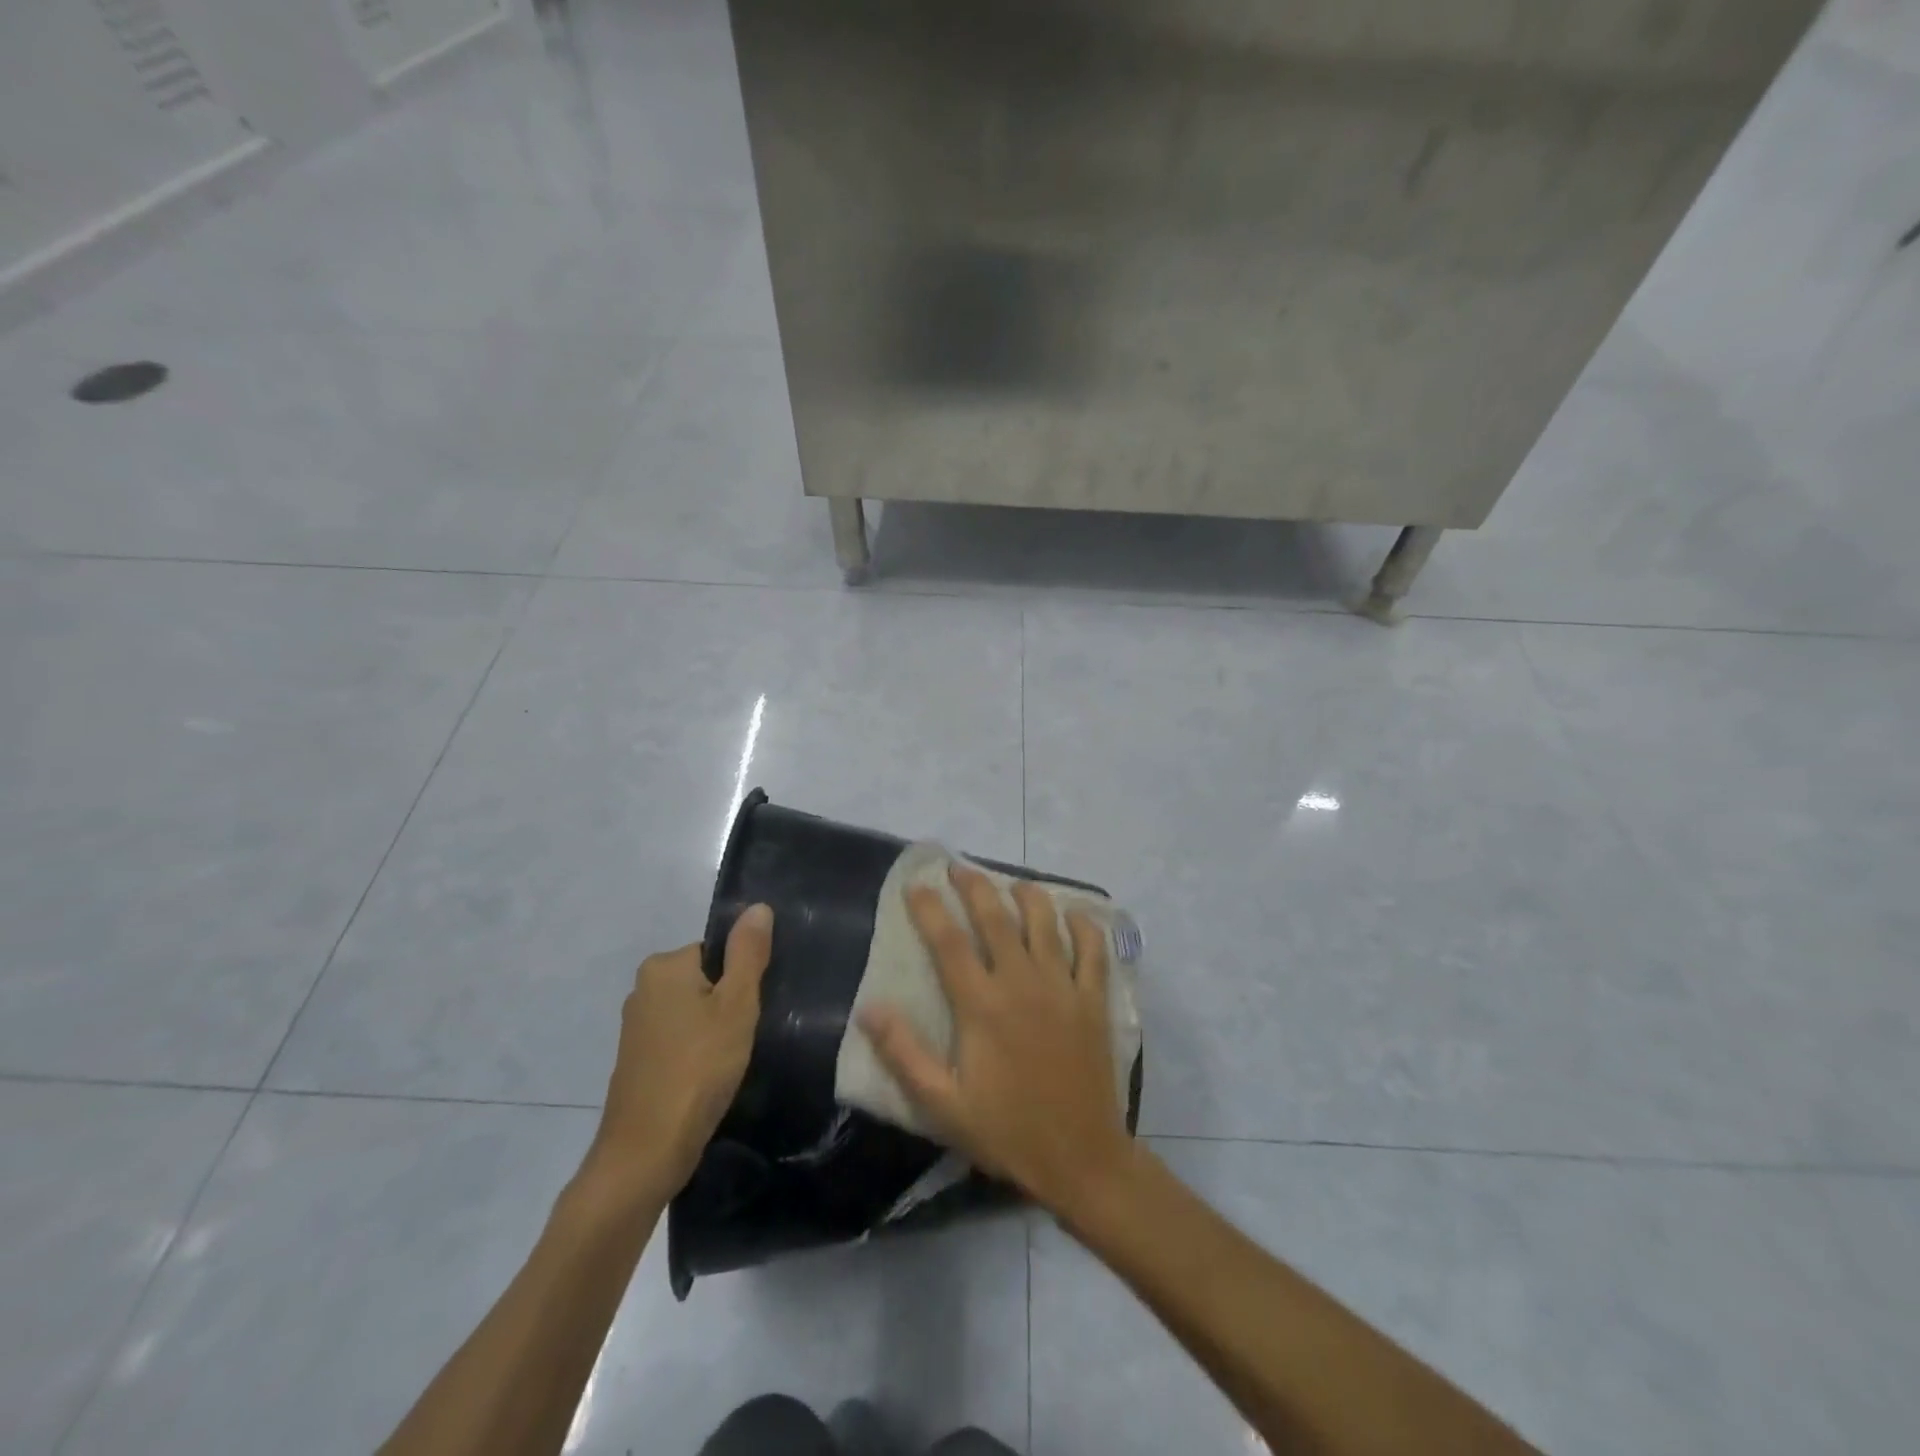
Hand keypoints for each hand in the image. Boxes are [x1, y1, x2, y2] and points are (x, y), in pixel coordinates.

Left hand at [583, 905, 772, 1203]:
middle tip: (744, 1036)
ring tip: (730, 1060)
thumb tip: (758, 907)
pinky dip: (697, 1052)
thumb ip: (748, 953)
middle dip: (728, 1005)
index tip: (751, 1011)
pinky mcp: (637, 1060)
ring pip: (693, 1012)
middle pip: (705, 980)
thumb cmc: (698, 1069)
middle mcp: (643, 988)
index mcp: (663, 966)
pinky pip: (679, 1039)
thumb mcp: (736, 1006)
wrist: (646, 1152)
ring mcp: (636, 1027)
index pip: (718, 952)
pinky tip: (710, 1077)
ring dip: (714, 1031)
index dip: (741, 979)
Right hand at [858, 866, 1133, 1217]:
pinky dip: (1084, 925)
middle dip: (974, 886)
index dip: (928, 907)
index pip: (948, 941)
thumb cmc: (1006, 1131)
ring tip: (1012, 884)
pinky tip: (1074, 914)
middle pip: (996, 917)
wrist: (1081, 1159)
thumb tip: (869, 1008)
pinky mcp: (1093, 1000)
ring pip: (1045, 922)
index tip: (915, 884)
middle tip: (958, 867)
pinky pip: (1093, 949)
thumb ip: (904, 1053)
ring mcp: (1063, 987)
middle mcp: (1022, 982)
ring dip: (1027, 895)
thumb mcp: (942, 1104)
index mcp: (982, 1005)